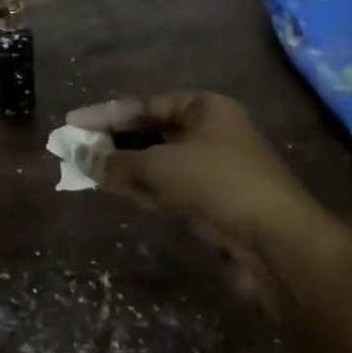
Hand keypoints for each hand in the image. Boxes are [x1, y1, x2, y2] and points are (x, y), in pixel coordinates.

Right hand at [93, 93, 321, 252]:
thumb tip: (78, 156)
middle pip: (150, 133)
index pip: (146, 105)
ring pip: (156, 164)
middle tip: (73, 147)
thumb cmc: (218, 185)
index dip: (106, 114)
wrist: (278, 247)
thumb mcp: (160, 168)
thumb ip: (116, 162)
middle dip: (112, 142)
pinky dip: (139, 189)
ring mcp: (212, 171)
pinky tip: (109, 189)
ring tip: (82, 168)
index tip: (72, 122)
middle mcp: (210, 134)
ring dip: (123, 168)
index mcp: (205, 108)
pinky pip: (166, 190)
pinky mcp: (211, 206)